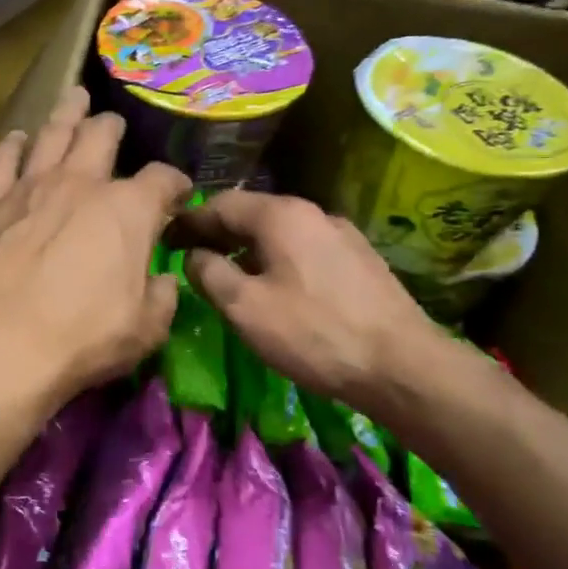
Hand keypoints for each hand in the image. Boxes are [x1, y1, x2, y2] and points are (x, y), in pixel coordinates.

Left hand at [0, 88, 190, 400]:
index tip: (177, 193)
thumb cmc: (84, 337)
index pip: (162, 180)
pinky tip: (16, 138)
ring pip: (52, 135)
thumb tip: (162, 280)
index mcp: (128, 209)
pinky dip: (11, 147)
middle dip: (112, 127)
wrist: (2, 341)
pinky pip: (1, 163)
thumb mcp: (146, 328)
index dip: (175, 183)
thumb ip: (161, 297)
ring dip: (66, 115)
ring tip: (73, 98)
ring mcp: (31, 189)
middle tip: (113, 123)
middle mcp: (81, 184)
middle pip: (101, 137)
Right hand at [179, 190, 441, 408]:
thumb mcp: (243, 307)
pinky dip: (277, 258)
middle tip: (191, 257)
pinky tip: (274, 286)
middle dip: (218, 233)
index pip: (220, 204)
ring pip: (280, 232)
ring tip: (228, 274)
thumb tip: (194, 255)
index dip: (189, 221)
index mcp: (280, 215)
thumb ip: (209, 273)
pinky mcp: (359, 260)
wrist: (401, 365)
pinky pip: (304, 248)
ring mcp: (341, 234)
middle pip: (253, 214)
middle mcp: (312, 213)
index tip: (165, 239)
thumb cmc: (312, 333)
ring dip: (248, 247)